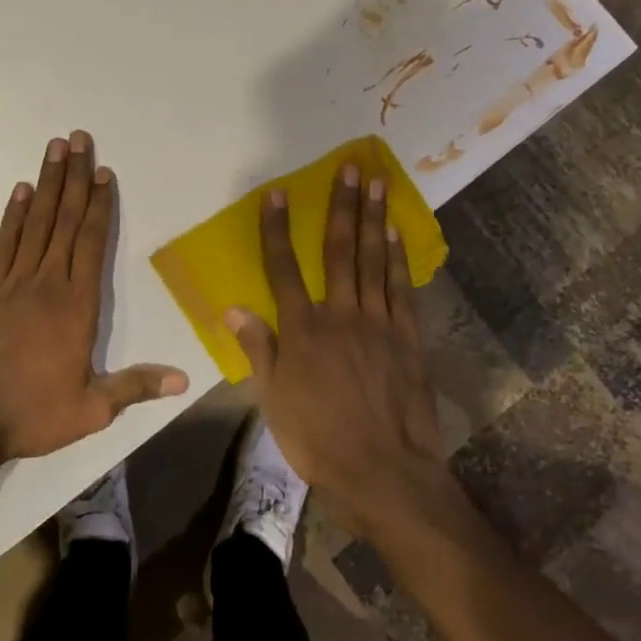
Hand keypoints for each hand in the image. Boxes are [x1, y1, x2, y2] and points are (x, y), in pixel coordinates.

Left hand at [0, 130, 186, 460]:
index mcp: (76, 306)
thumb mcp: (92, 409)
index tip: (103, 171)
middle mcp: (46, 283)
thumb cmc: (33, 413)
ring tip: (54, 148)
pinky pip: (3, 243)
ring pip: (35, 223)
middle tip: (78, 139)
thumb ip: (135, 386)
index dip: (99, 205)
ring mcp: (12, 283)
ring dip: (47, 183)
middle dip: (74, 178)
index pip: (91, 243)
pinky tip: (21, 190)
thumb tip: (183, 380)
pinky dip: (13, 214)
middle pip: (64, 220)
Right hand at [226, 162, 445, 532]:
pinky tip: (396, 234)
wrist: (385, 472)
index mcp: (303, 330)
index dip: (277, 230)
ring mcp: (378, 322)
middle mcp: (341, 314)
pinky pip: (401, 288)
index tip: (277, 195)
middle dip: (341, 206)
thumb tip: (232, 309)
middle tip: (350, 168)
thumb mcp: (274, 401)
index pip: (283, 269)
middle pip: (338, 251)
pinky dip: (398, 258)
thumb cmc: (319, 440)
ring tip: (378, 183)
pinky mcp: (407, 337)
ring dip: (374, 219)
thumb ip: (258, 350)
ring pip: (373, 260)